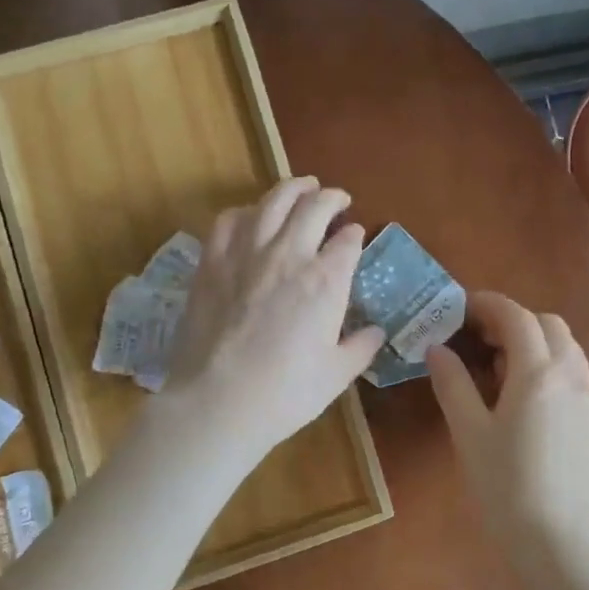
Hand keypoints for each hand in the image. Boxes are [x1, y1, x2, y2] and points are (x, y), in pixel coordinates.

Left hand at [160, 178, 384, 463]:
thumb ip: (360, 347)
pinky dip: (246, 211)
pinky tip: (251, 216)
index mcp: (326, 281)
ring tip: (302, 187)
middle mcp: (289, 255)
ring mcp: (246, 254)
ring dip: (292, 188)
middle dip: (331, 198)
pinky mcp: (211, 262)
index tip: (357, 234)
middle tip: (337, 198)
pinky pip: (229, 220)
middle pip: (314, 207)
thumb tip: (377, 331)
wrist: (217, 402)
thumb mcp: (336, 375)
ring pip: (272, 201)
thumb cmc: (285, 393)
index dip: (356, 234)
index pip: (348, 241)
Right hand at [426, 291, 588, 558]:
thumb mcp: (469, 433)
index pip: (516, 316)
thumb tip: (437, 349)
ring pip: (566, 346)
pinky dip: (548, 363)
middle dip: (513, 318)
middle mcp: (569, 375)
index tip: (460, 307)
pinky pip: (573, 371)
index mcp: (537, 372)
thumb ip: (453, 384)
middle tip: (478, 338)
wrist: (558, 541)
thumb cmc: (505, 486)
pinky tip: (524, 396)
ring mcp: (587, 398)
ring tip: (499, 366)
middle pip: (547, 323)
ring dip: (534, 339)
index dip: (487, 304)